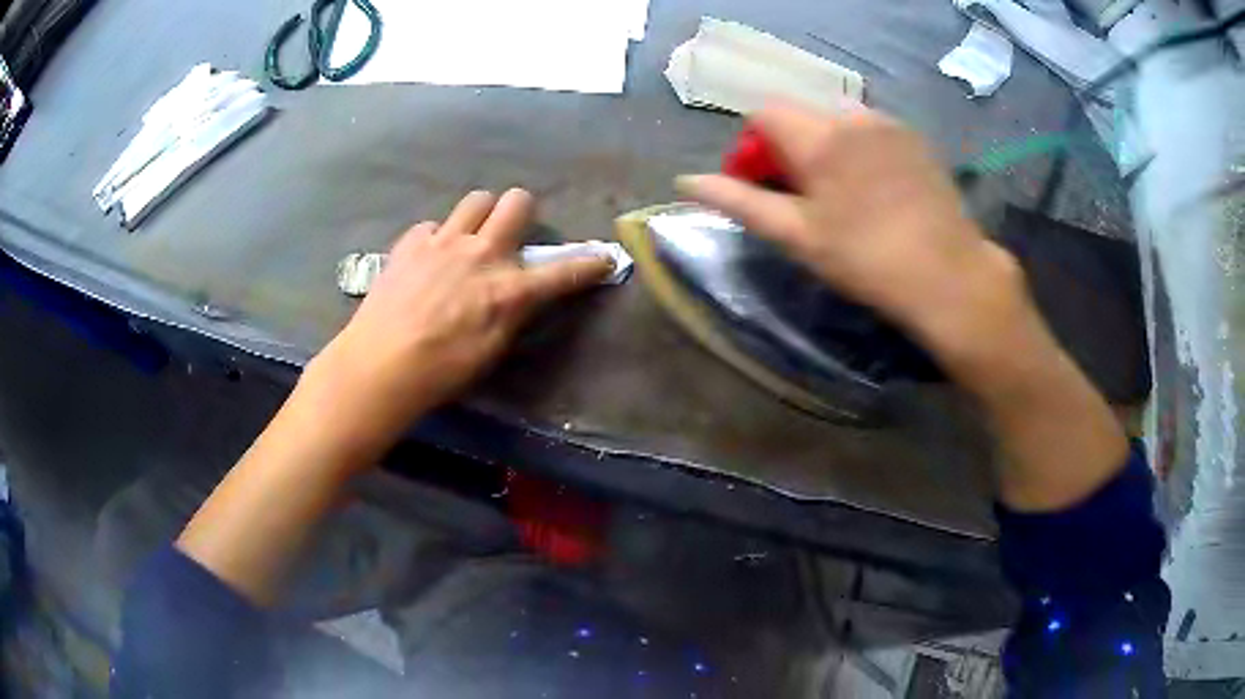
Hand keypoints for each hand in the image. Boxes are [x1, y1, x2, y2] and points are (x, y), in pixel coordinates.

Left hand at [299, 188, 611, 461]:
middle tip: (512, 231)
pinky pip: (433, 225)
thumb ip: (510, 314)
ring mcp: (444, 242)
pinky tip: (428, 260)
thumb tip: (518, 295)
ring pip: (476, 199)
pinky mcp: (412, 242)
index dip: (589, 264)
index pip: (562, 272)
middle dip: (523, 211)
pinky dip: (437, 238)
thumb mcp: (491, 351)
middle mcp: (482, 253)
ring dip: (481, 215)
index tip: (604, 257)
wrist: (381, 364)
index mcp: (508, 289)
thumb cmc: (441, 371)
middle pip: (517, 202)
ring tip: (469, 238)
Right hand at [678, 103, 1027, 377]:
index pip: (765, 113)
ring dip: (825, 148)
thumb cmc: (867, 260)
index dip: (753, 146)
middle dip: (789, 148)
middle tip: (803, 198)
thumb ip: (740, 201)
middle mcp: (853, 115)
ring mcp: (890, 124)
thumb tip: (685, 181)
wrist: (949, 275)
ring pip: (838, 121)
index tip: (764, 186)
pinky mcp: (916, 140)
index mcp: (820, 135)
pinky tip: (876, 191)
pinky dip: (859, 150)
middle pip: (802, 114)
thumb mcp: (797, 235)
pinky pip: (872, 131)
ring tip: (842, 196)